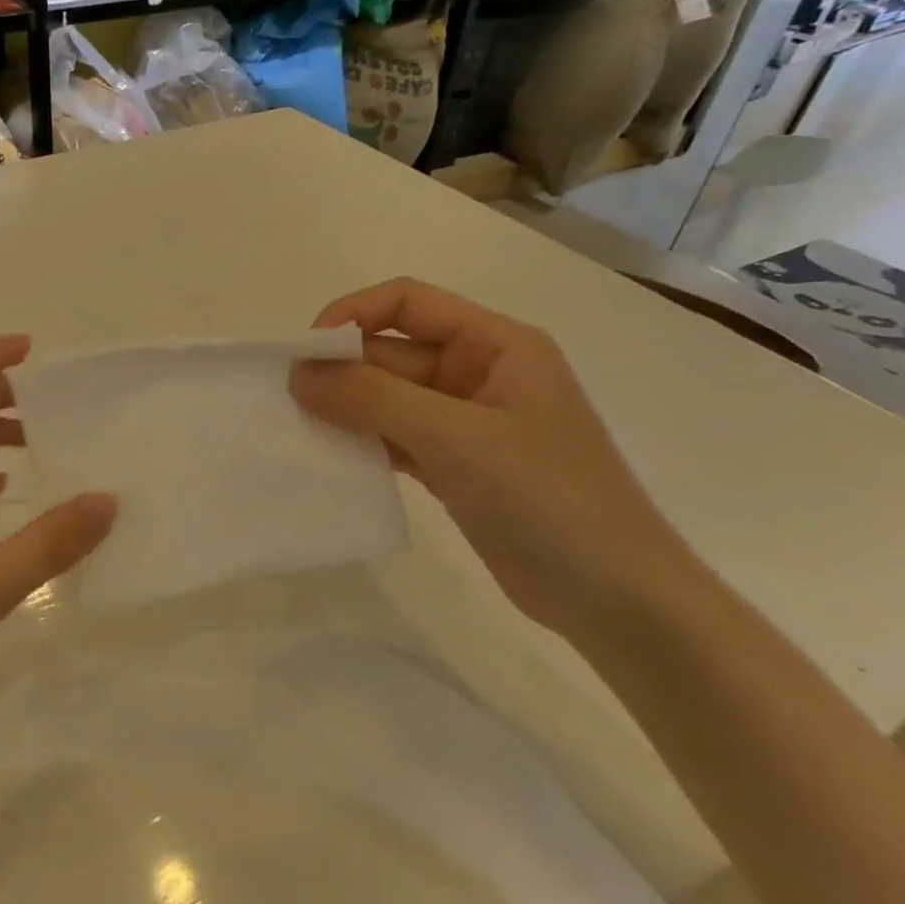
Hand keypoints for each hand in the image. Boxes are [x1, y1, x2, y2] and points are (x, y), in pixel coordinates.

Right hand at [291, 278, 701, 635]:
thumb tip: (299, 373)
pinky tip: (330, 459)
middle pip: (392, 352)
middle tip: (288, 401)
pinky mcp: (454, 466)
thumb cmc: (549, 500)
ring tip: (298, 429)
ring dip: (345, 408)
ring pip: (387, 398)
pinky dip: (361, 443)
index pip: (408, 302)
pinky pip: (393, 438)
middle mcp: (478, 373)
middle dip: (341, 370)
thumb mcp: (458, 438)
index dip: (353, 315)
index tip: (306, 352)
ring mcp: (465, 423)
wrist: (616, 600)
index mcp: (496, 345)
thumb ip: (374, 399)